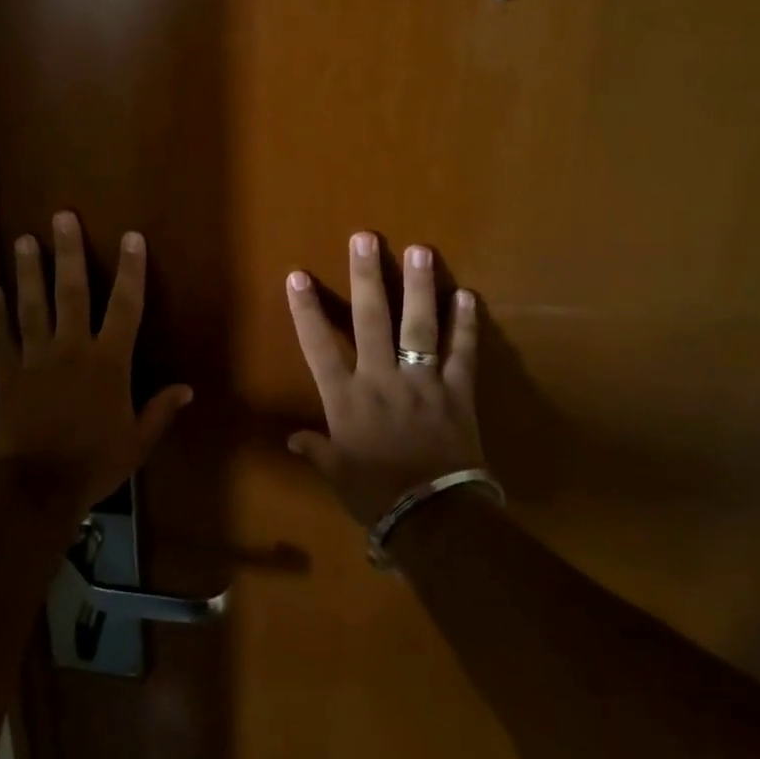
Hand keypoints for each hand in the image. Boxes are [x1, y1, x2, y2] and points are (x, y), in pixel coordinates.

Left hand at [0, 211, 192, 521]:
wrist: (36, 488)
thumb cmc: (93, 463)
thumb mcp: (137, 442)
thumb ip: (160, 411)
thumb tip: (187, 388)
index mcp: (108, 361)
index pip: (125, 306)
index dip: (131, 270)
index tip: (131, 237)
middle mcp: (71, 348)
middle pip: (71, 291)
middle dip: (69, 251)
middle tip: (61, 216)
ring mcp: (35, 358)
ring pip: (32, 305)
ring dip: (28, 271)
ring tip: (23, 239)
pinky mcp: (7, 373)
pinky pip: (1, 337)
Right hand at [284, 232, 485, 524]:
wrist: (434, 520)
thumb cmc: (377, 496)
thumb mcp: (338, 475)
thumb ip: (317, 450)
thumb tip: (293, 437)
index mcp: (346, 398)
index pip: (319, 346)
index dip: (307, 310)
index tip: (298, 276)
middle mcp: (381, 379)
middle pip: (370, 320)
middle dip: (366, 277)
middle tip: (365, 239)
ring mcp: (422, 382)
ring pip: (418, 326)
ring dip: (418, 287)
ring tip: (420, 250)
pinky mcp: (456, 392)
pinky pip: (461, 354)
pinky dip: (465, 326)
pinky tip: (467, 296)